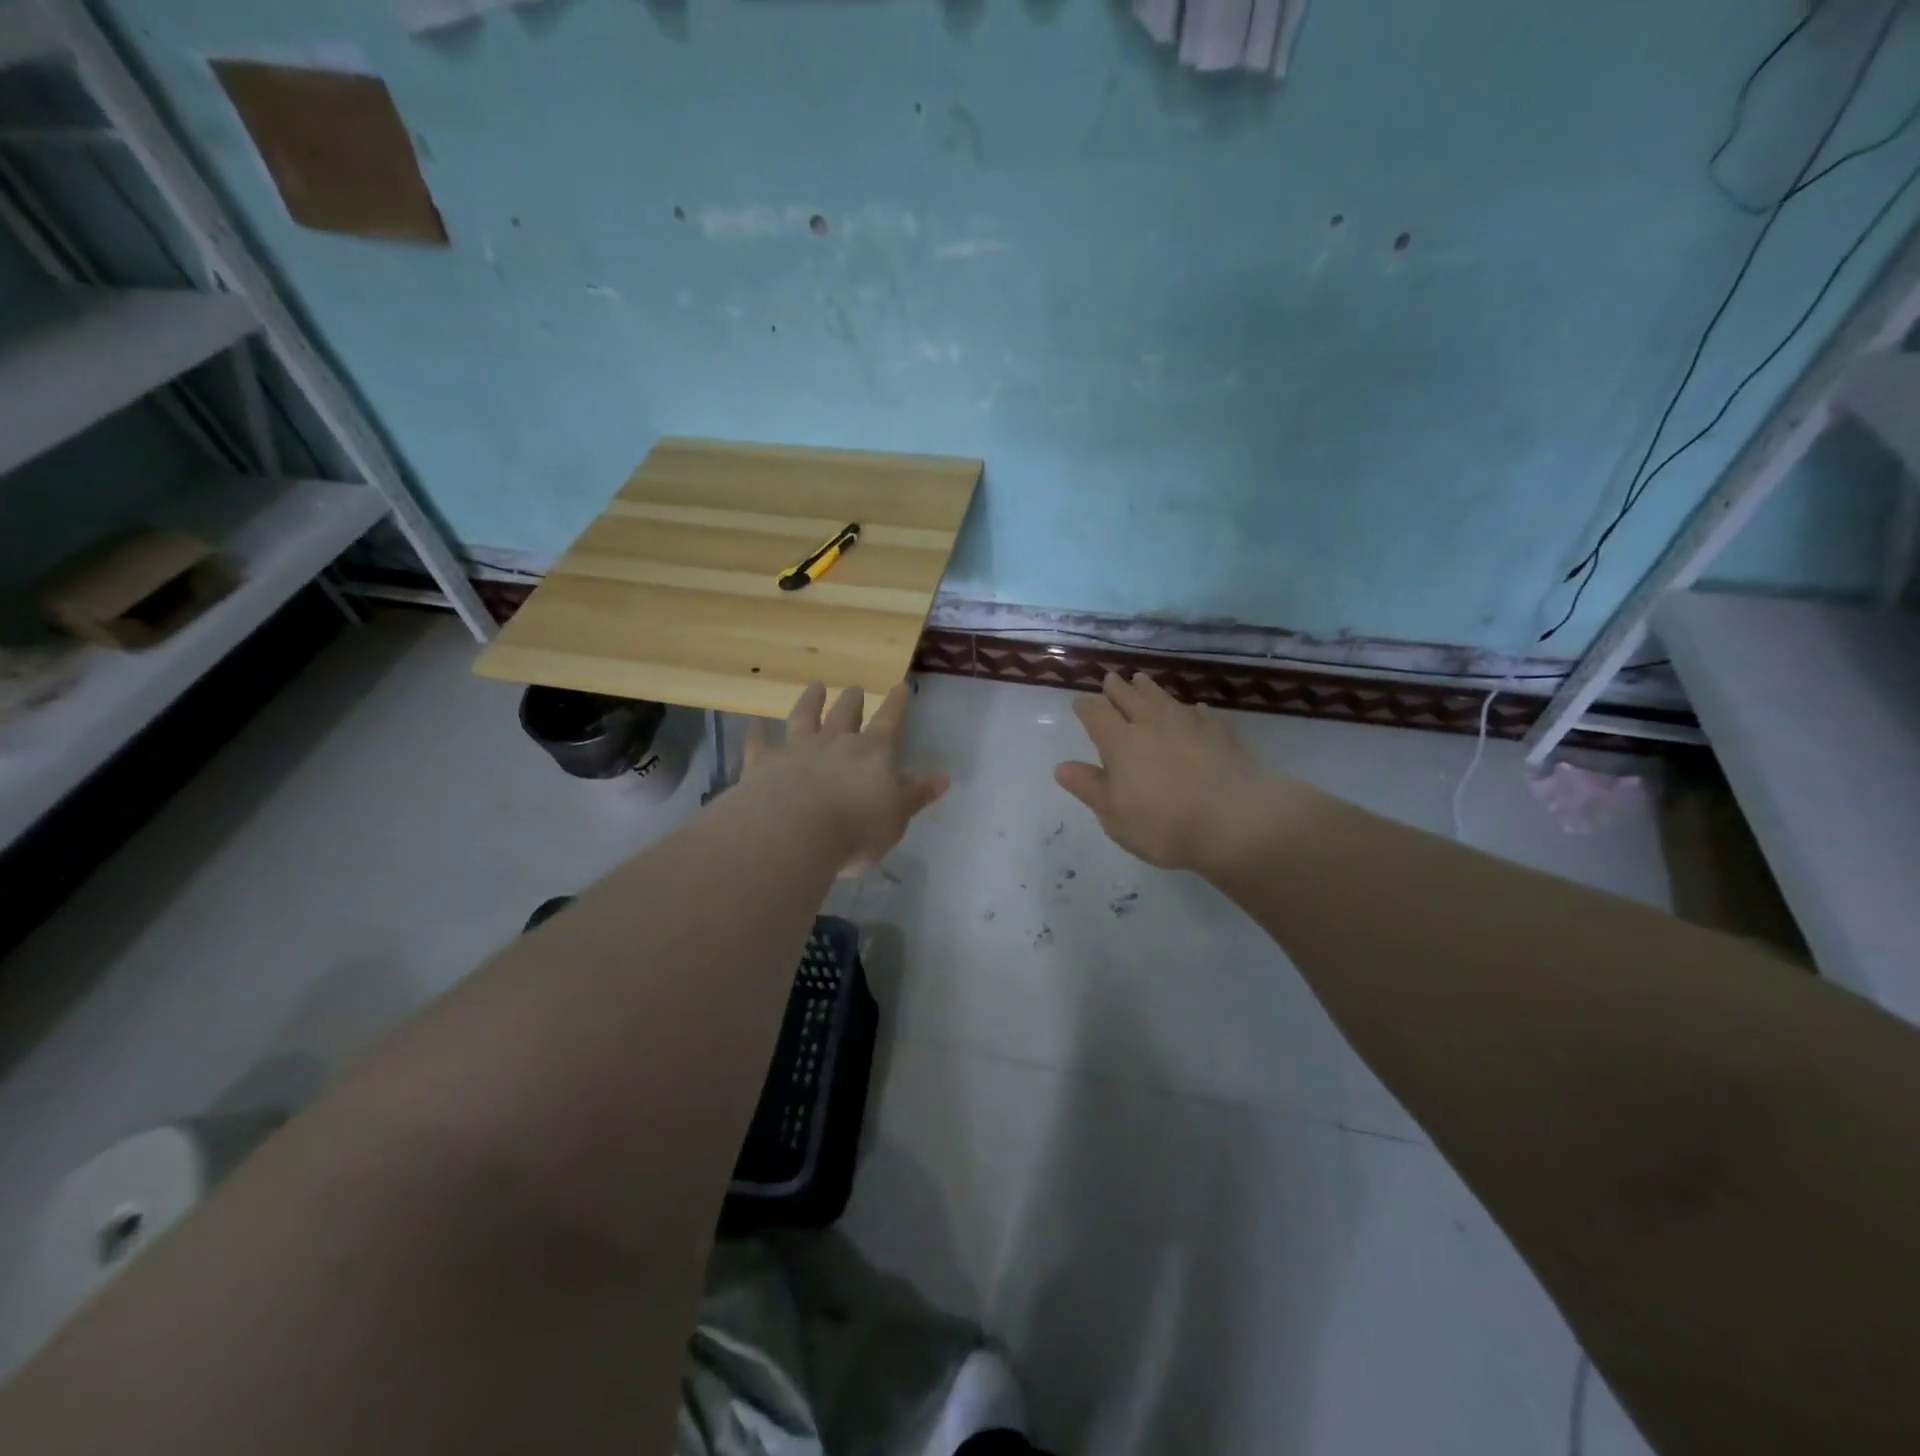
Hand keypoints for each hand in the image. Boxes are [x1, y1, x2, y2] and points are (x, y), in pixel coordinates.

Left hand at [743, 682, 948, 870]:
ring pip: (805, 717)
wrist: (793, 832)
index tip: (901, 686)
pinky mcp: (763, 763)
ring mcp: (796, 749)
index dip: (897, 704)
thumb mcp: (896, 817)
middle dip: (852, 700)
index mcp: (872, 752)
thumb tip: (942, 778)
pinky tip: (753, 723)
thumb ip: (915, 795)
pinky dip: (757, 732)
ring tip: (815, 686)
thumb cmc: (855, 828)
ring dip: (811, 701)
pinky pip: (759, 742)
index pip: (890, 721)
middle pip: (845, 714)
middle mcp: (835, 742)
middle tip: (854, 688)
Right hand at [1055, 671, 1276, 873]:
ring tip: (1142, 680)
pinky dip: (1194, 711)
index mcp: (1120, 742)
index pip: (1096, 714)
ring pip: (1164, 699)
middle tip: (1111, 678)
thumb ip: (1088, 787)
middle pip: (1130, 698)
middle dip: (1117, 689)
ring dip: (1150, 689)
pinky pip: (1202, 715)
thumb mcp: (1113, 814)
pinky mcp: (1222, 734)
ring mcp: (1189, 725)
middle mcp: (1152, 724)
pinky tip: (1196, 710)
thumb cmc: (1162, 823)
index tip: (1080, 703)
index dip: (1086, 707)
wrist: (1235, 820)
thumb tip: (1061, 766)